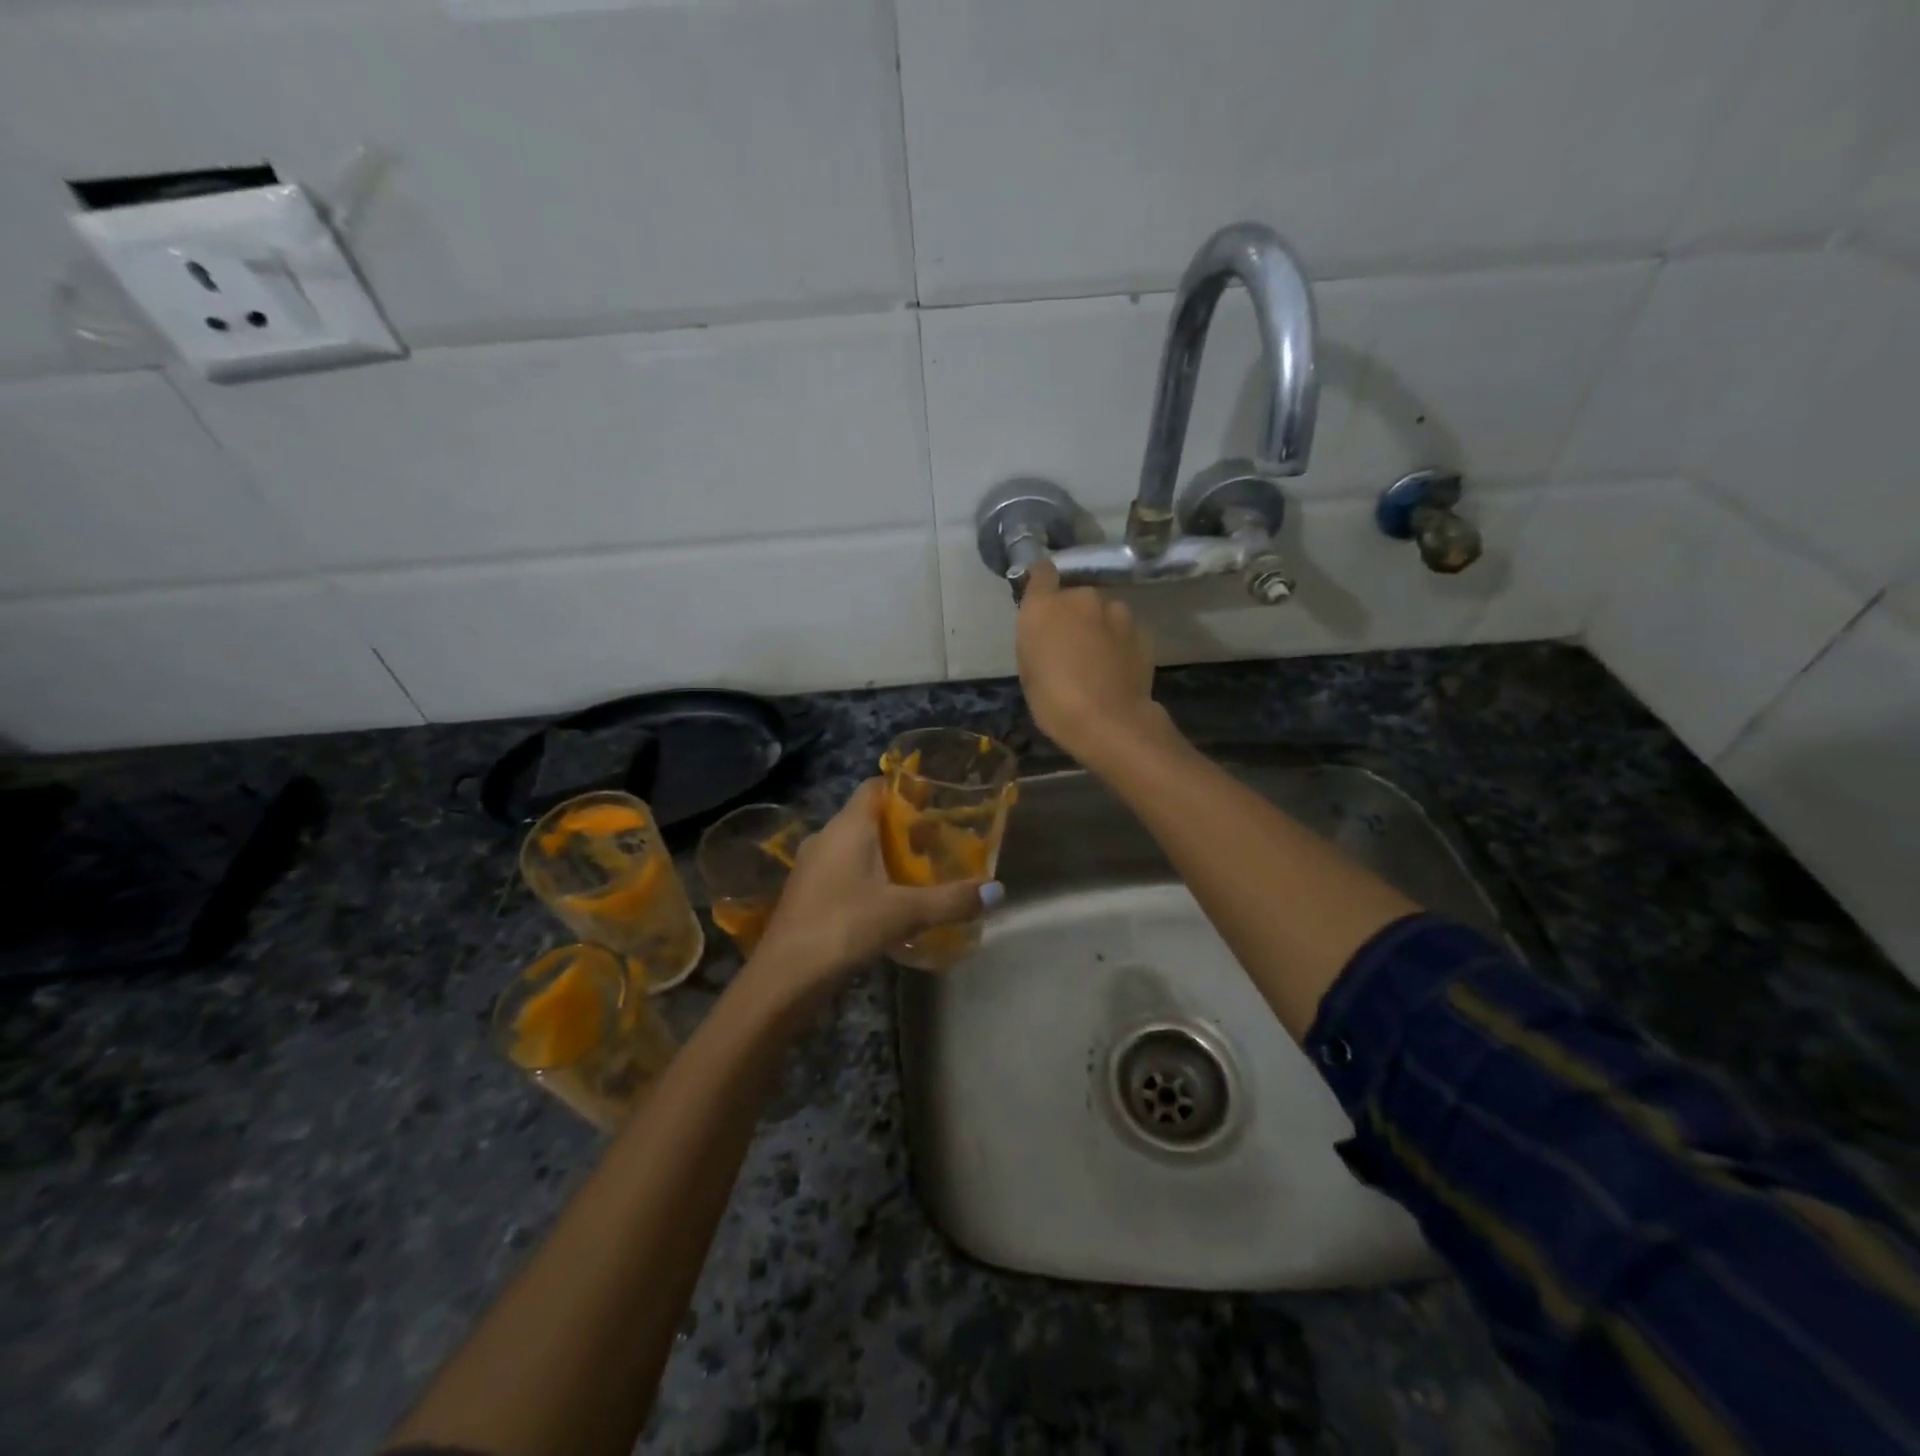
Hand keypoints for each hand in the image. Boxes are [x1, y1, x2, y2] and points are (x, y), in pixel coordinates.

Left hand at [744, 780, 998, 998]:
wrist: (784, 977)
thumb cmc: (844, 927)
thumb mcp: (905, 913)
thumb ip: (951, 900)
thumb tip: (998, 891)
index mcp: (848, 826)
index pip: (875, 786)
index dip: (904, 787)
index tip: (936, 800)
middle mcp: (826, 836)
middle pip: (868, 816)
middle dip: (902, 826)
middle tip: (938, 840)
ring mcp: (811, 866)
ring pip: (854, 846)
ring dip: (884, 854)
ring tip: (919, 871)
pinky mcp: (806, 893)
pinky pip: (843, 870)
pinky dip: (867, 876)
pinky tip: (889, 901)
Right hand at [1016, 559, 1163, 764]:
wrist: (1109, 722)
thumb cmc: (1054, 701)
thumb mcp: (1029, 670)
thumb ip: (1037, 638)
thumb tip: (1048, 631)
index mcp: (1045, 606)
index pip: (1042, 571)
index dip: (1041, 581)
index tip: (1041, 598)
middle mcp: (1082, 598)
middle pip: (1076, 596)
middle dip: (1073, 613)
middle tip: (1070, 644)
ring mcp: (1117, 613)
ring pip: (1104, 611)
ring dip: (1099, 626)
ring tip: (1097, 659)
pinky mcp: (1142, 632)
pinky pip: (1124, 630)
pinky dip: (1119, 642)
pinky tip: (1117, 669)